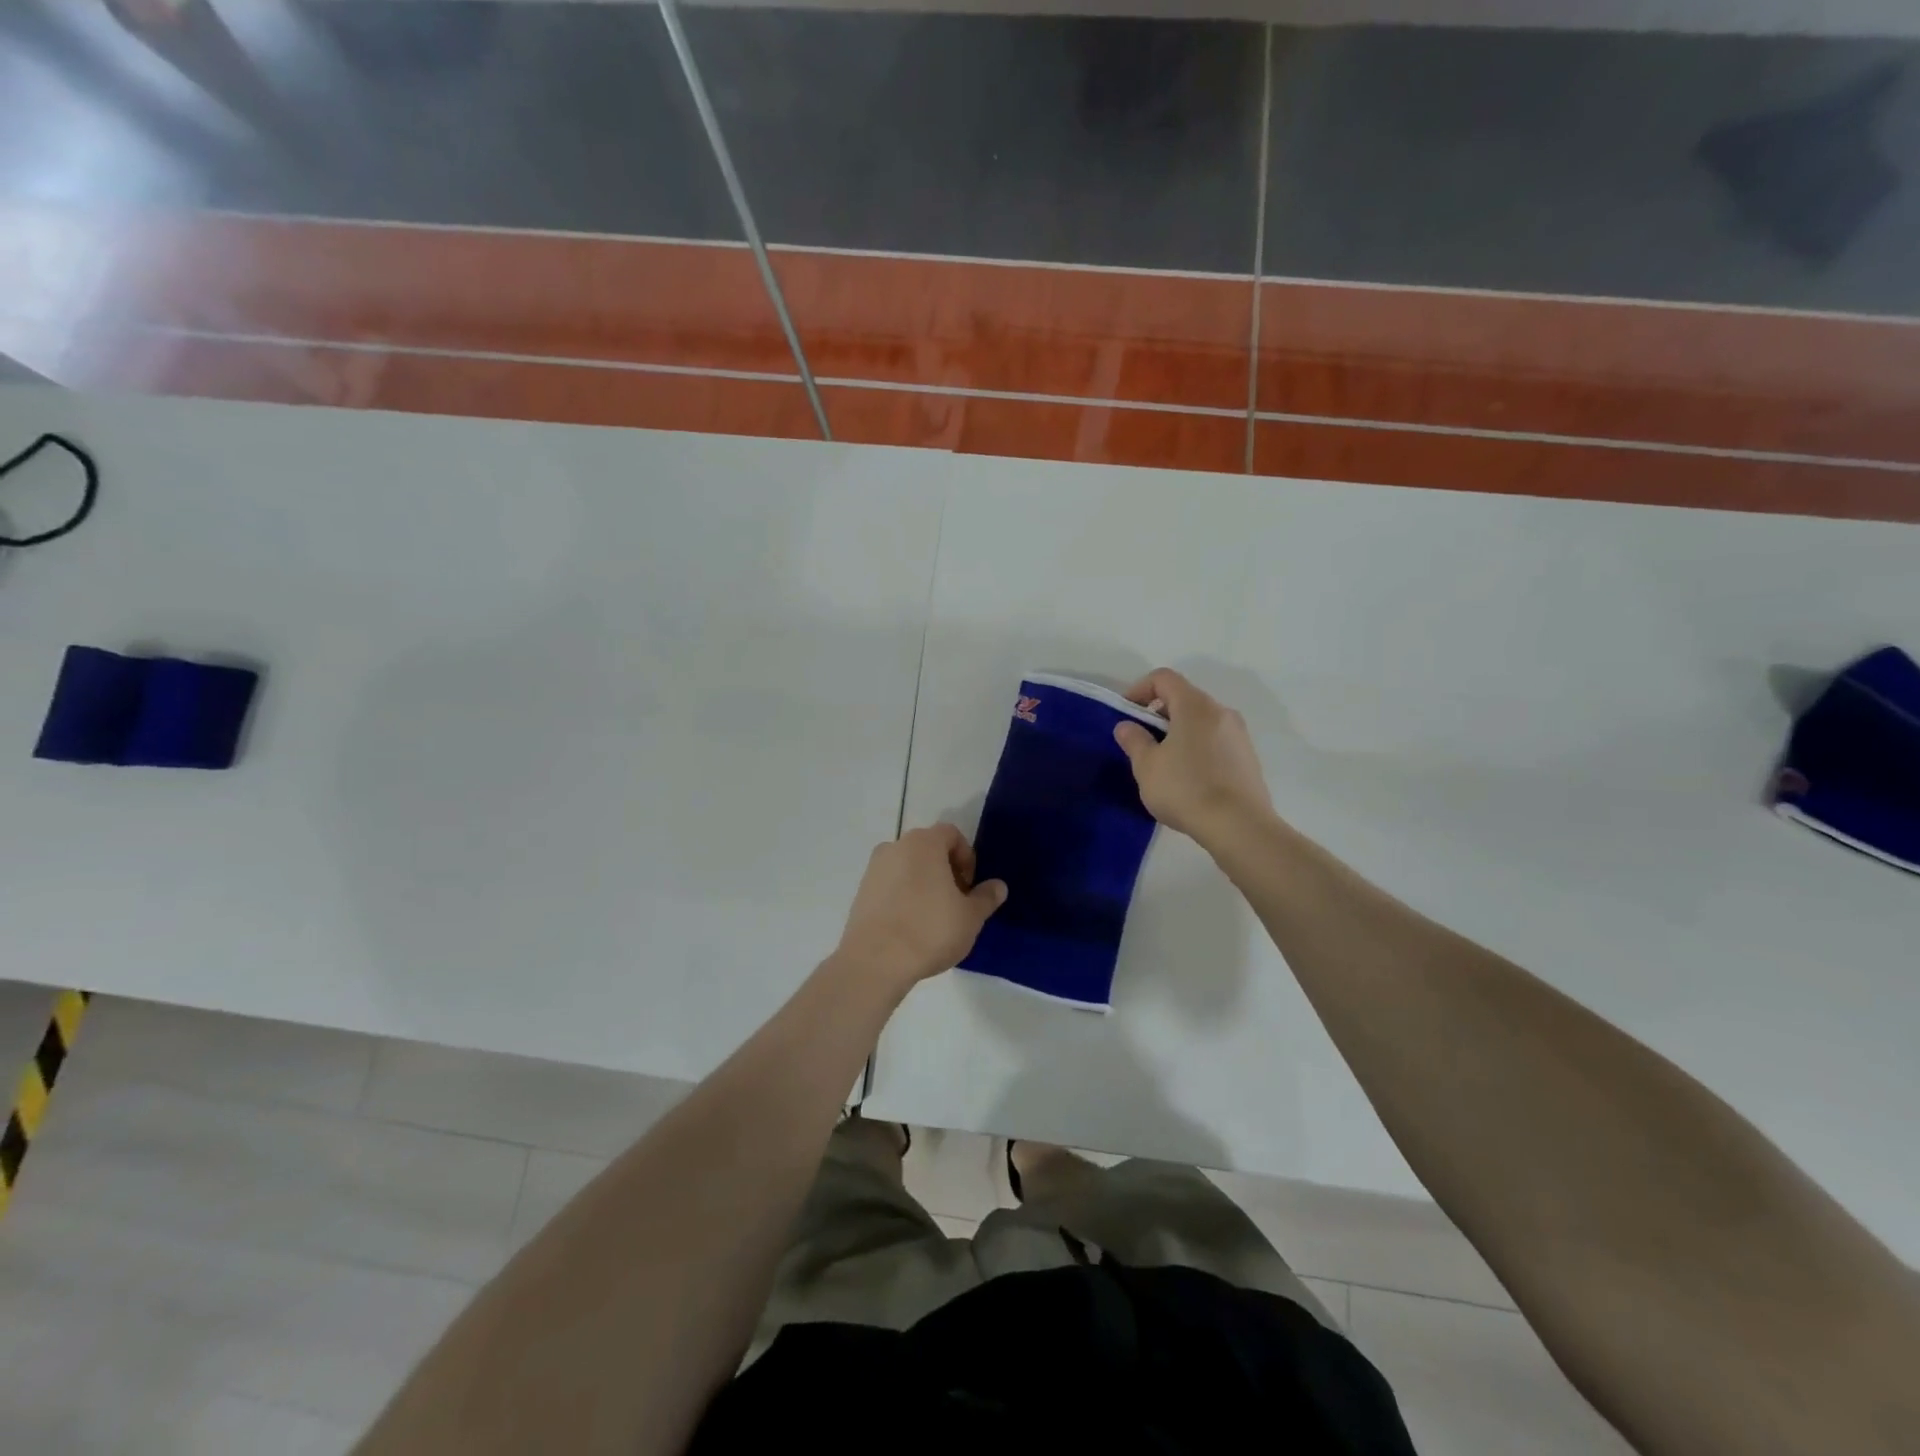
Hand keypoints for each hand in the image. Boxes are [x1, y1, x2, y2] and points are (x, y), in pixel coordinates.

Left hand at [835, 824, 1006, 988]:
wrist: (875, 961)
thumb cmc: (930, 930)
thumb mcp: (970, 917)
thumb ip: (986, 897)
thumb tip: (998, 887)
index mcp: (924, 843)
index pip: (951, 834)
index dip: (966, 857)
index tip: (969, 886)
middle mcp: (895, 847)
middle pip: (928, 849)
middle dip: (945, 870)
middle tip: (956, 902)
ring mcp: (874, 869)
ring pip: (907, 867)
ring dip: (923, 883)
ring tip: (933, 917)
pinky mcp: (861, 892)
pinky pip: (890, 885)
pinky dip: (903, 896)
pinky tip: (910, 926)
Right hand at [1113, 668, 1275, 845]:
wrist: (1239, 826)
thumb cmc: (1186, 789)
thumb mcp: (1146, 766)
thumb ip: (1134, 740)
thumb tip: (1127, 726)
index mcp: (1195, 706)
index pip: (1164, 678)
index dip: (1139, 689)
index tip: (1126, 714)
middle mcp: (1221, 712)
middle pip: (1184, 698)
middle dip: (1158, 714)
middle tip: (1142, 742)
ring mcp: (1239, 734)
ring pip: (1201, 721)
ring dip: (1179, 732)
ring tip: (1164, 764)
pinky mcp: (1248, 758)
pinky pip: (1216, 741)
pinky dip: (1197, 747)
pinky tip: (1189, 779)